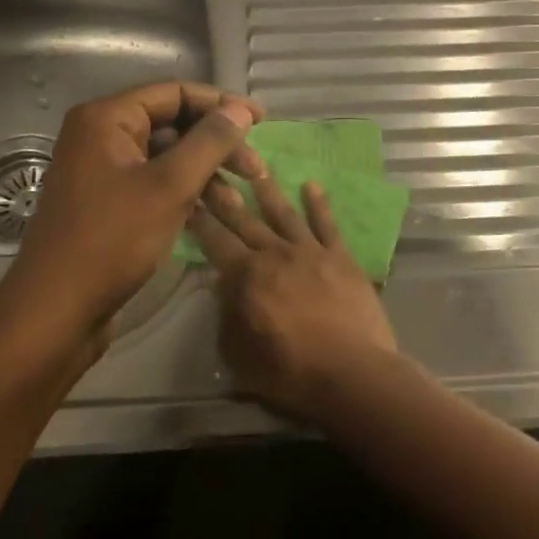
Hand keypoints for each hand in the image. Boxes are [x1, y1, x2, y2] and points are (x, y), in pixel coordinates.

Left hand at [0, 82, 263, 345]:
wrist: (57, 311)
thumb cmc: (113, 240)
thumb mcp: (170, 186)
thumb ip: (209, 142)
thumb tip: (241, 110)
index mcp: (107, 119)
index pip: (176, 93)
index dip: (222, 103)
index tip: (262, 121)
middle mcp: (100, 135)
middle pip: (172, 122)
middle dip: (217, 141)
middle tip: (255, 168)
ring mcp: (102, 169)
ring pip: (167, 154)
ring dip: (206, 168)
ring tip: (241, 193)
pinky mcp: (107, 200)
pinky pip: (154, 179)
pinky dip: (185, 188)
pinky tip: (214, 207)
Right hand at [189, 170, 400, 422]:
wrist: (352, 371)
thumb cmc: (291, 372)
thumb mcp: (239, 356)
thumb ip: (227, 317)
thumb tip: (224, 288)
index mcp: (247, 277)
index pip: (215, 240)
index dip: (198, 218)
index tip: (187, 194)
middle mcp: (275, 254)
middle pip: (244, 219)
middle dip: (224, 193)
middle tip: (211, 167)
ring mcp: (311, 251)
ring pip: (284, 213)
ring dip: (267, 190)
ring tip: (256, 167)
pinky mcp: (341, 257)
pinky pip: (327, 224)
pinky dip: (319, 203)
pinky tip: (312, 184)